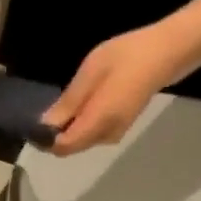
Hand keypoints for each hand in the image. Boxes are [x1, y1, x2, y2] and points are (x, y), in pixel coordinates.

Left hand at [42, 21, 189, 155]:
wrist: (167, 53)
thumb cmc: (126, 57)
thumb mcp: (90, 73)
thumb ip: (68, 103)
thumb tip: (45, 125)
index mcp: (97, 123)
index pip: (62, 147)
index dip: (45, 139)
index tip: (34, 123)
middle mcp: (106, 135)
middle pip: (70, 147)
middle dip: (55, 134)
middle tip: (47, 109)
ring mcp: (115, 133)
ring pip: (81, 140)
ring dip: (68, 128)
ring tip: (65, 103)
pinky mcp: (120, 127)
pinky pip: (92, 133)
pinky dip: (81, 123)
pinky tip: (82, 103)